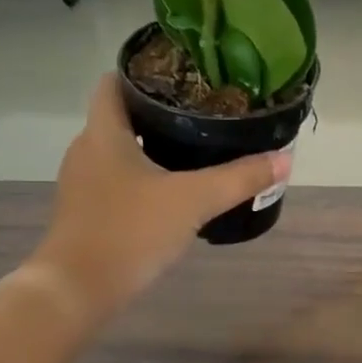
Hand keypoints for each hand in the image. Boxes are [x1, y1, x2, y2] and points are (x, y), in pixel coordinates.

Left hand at [33, 76, 288, 319]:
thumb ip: (239, 179)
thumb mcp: (193, 201)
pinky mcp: (85, 213)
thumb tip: (284, 159)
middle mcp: (86, 150)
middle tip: (202, 115)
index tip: (182, 76)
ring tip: (193, 151)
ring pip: (118, 152)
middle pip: (120, 116)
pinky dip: (140, 179)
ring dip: (149, 148)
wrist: (78, 289)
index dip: (144, 72)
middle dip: (157, 112)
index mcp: (104, 132)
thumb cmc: (131, 231)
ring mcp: (81, 184)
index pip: (114, 81)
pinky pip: (115, 182)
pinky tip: (169, 195)